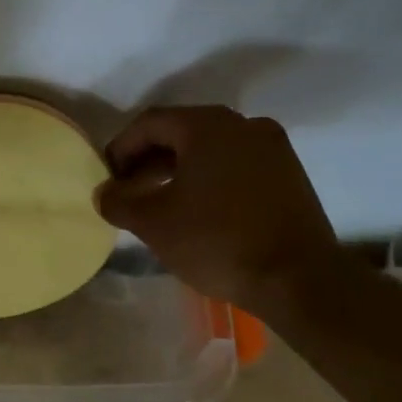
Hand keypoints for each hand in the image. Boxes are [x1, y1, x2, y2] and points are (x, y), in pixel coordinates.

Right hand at [95, 106, 343, 313]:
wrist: (298, 279)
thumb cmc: (217, 241)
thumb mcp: (153, 224)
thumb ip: (119, 202)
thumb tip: (103, 193)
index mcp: (207, 126)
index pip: (150, 123)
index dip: (121, 147)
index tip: (108, 177)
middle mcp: (243, 125)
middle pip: (182, 132)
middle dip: (149, 160)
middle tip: (129, 190)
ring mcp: (272, 147)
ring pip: (211, 148)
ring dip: (179, 170)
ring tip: (160, 202)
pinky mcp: (289, 173)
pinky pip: (237, 164)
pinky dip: (210, 178)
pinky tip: (198, 209)